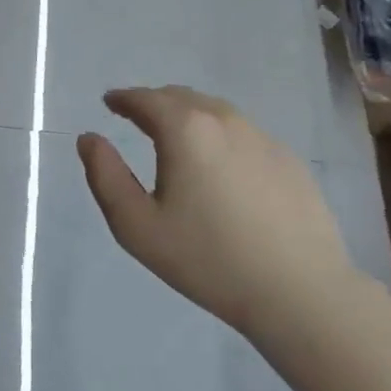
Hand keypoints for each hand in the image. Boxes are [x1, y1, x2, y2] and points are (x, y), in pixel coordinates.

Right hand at [78, 86, 360, 340]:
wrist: (300, 293)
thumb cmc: (208, 260)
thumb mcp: (137, 226)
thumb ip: (105, 176)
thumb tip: (89, 138)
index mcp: (185, 129)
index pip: (145, 98)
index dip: (123, 98)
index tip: (109, 102)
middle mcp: (224, 120)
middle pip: (181, 97)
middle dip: (154, 103)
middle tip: (137, 118)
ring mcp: (262, 138)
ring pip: (215, 112)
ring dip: (189, 116)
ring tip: (176, 138)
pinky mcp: (289, 160)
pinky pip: (243, 134)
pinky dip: (220, 136)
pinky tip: (220, 166)